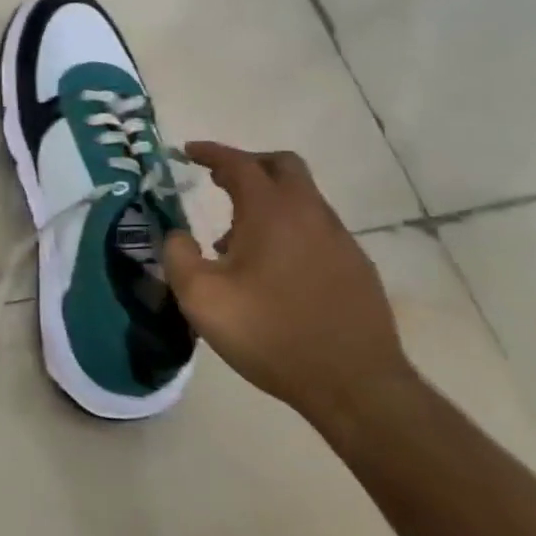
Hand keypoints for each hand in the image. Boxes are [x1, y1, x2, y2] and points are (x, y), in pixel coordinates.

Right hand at [160, 142, 414, 424]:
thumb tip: (178, 235)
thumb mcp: (201, 298)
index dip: (212, 153)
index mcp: (272, 213)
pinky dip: (288, 228)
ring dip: (267, 202)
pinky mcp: (356, 267)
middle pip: (282, 167)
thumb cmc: (269, 333)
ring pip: (302, 199)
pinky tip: (271, 269)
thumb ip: (179, 257)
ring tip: (233, 240)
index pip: (240, 164)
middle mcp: (310, 215)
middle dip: (248, 165)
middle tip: (217, 181)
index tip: (188, 151)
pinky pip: (315, 229)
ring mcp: (339, 240)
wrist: (353, 384)